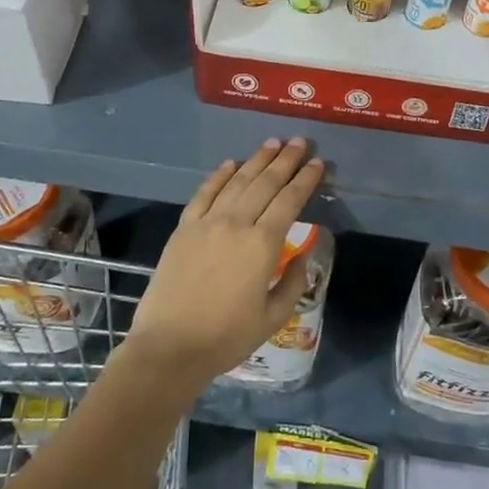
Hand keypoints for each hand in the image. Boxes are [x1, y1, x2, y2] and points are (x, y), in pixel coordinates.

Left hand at [125, 139, 323, 388]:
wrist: (170, 347)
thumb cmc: (226, 337)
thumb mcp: (273, 317)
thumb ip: (293, 282)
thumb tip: (303, 256)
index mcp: (263, 245)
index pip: (290, 201)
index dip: (306, 180)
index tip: (318, 163)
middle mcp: (237, 224)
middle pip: (265, 183)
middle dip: (285, 160)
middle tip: (299, 141)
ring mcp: (207, 223)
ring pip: (237, 181)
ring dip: (256, 160)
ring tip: (272, 143)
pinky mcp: (184, 228)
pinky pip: (204, 193)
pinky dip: (219, 175)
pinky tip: (231, 164)